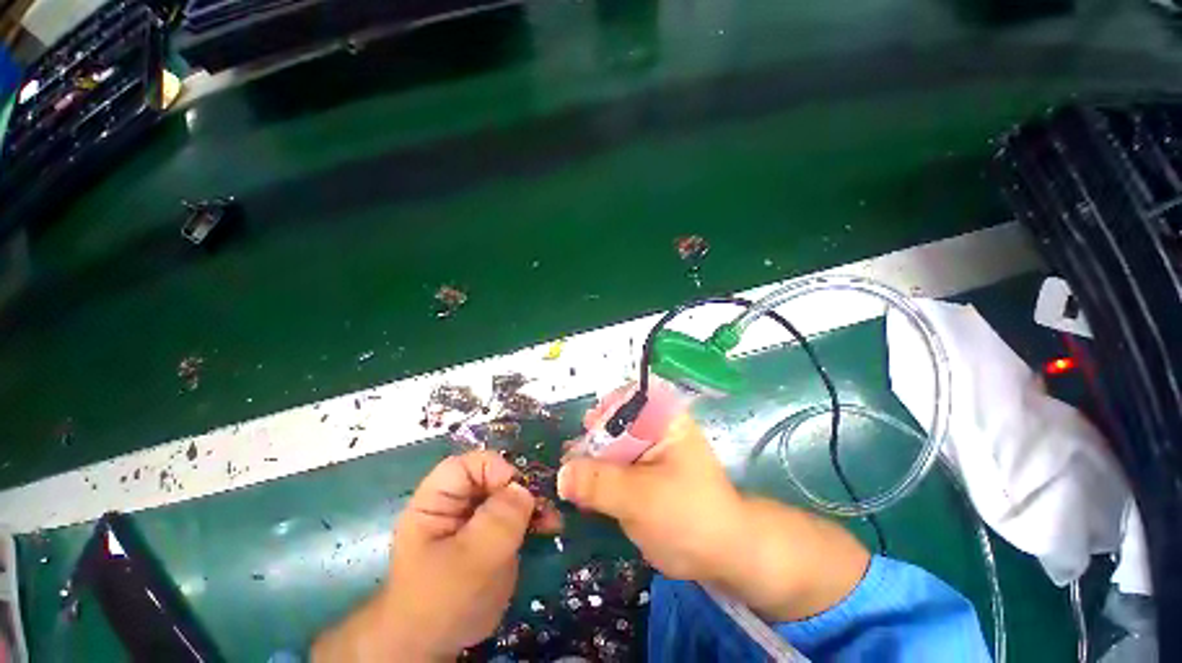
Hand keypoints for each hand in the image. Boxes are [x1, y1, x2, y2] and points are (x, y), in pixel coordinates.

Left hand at [312, 452, 560, 661]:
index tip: (518, 490)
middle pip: (491, 478)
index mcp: (435, 503)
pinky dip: (532, 518)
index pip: (464, 466)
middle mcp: (455, 505)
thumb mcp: (470, 560)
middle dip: (519, 488)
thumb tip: (524, 488)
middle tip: (544, 506)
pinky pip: (514, 515)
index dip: (492, 468)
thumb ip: (498, 520)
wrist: (434, 649)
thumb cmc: (442, 602)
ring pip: (507, 495)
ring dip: (531, 503)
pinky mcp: (490, 537)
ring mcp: (474, 521)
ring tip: (551, 520)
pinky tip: (548, 528)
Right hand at [560, 397, 868, 621]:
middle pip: (612, 421)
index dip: (603, 409)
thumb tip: (560, 473)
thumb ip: (599, 483)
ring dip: (589, 460)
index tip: (586, 430)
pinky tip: (583, 492)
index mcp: (663, 418)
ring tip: (572, 479)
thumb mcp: (642, 498)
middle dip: (590, 440)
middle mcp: (653, 427)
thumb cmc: (689, 516)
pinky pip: (611, 466)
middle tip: (570, 461)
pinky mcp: (640, 472)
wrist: (722, 554)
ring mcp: (646, 450)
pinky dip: (596, 477)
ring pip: (608, 445)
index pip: (627, 395)